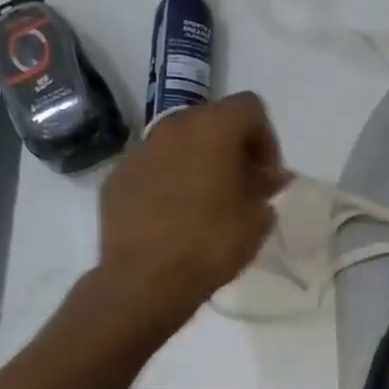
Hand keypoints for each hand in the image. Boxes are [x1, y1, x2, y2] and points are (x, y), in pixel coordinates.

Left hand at [97, 92, 289, 319]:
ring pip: (179, 142)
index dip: (266, 139)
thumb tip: (271, 177)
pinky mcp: (117, 177)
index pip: (250, 108)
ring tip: (208, 201)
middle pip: (212, 120)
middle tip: (242, 186)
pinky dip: (169, 180)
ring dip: (199, 161)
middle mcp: (173, 127)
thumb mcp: (258, 217)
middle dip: (232, 148)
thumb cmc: (212, 242)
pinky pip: (153, 166)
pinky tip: (175, 215)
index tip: (267, 177)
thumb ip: (266, 187)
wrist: (145, 279)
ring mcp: (139, 150)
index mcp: (213, 128)